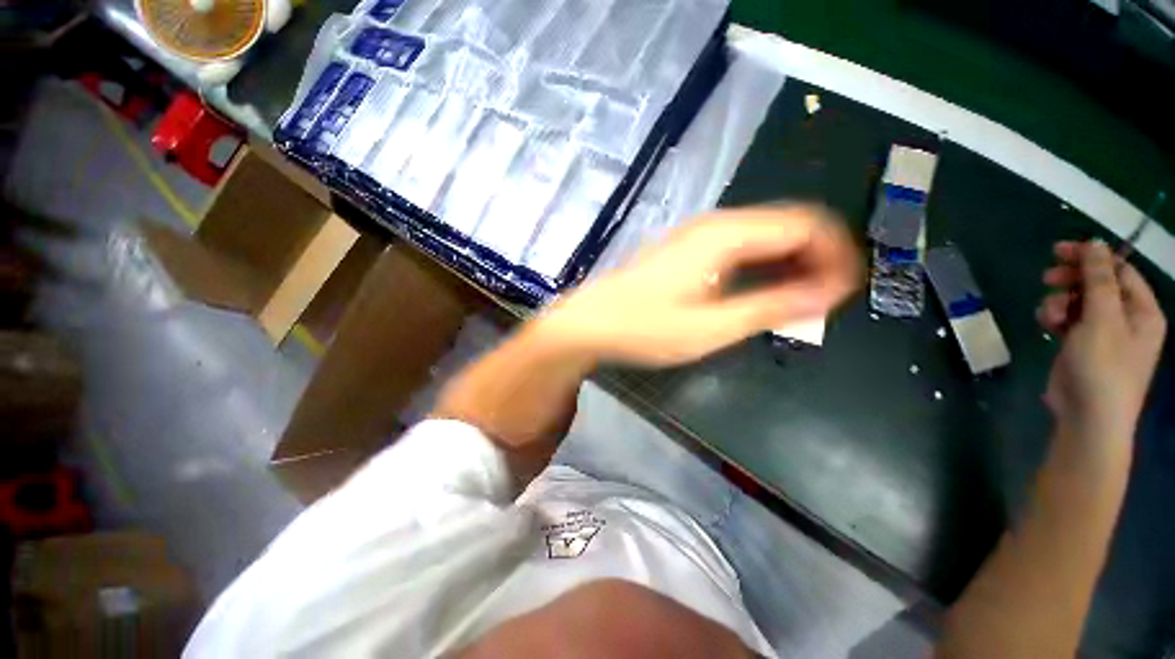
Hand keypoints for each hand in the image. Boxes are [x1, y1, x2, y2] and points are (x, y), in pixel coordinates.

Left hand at [536, 206, 861, 366]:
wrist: (590, 323)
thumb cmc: (645, 328)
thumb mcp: (711, 327)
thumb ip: (770, 307)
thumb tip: (828, 293)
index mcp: (725, 236)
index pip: (806, 225)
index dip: (836, 254)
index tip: (844, 294)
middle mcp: (714, 225)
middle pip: (786, 225)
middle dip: (816, 259)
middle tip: (824, 303)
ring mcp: (696, 237)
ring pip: (762, 237)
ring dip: (788, 264)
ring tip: (798, 303)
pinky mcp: (685, 252)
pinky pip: (738, 249)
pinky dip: (761, 267)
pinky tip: (760, 293)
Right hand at [1039, 240, 1165, 461]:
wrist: (1088, 417)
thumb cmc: (1103, 366)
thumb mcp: (1102, 319)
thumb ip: (1099, 279)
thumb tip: (1095, 243)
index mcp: (1142, 311)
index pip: (1120, 271)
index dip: (1092, 258)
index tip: (1060, 251)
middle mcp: (1126, 319)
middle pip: (1098, 285)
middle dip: (1072, 280)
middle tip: (1047, 277)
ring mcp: (1103, 334)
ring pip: (1079, 302)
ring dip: (1059, 302)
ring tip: (1048, 315)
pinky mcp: (1081, 346)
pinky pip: (1068, 321)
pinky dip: (1055, 318)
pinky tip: (1046, 324)